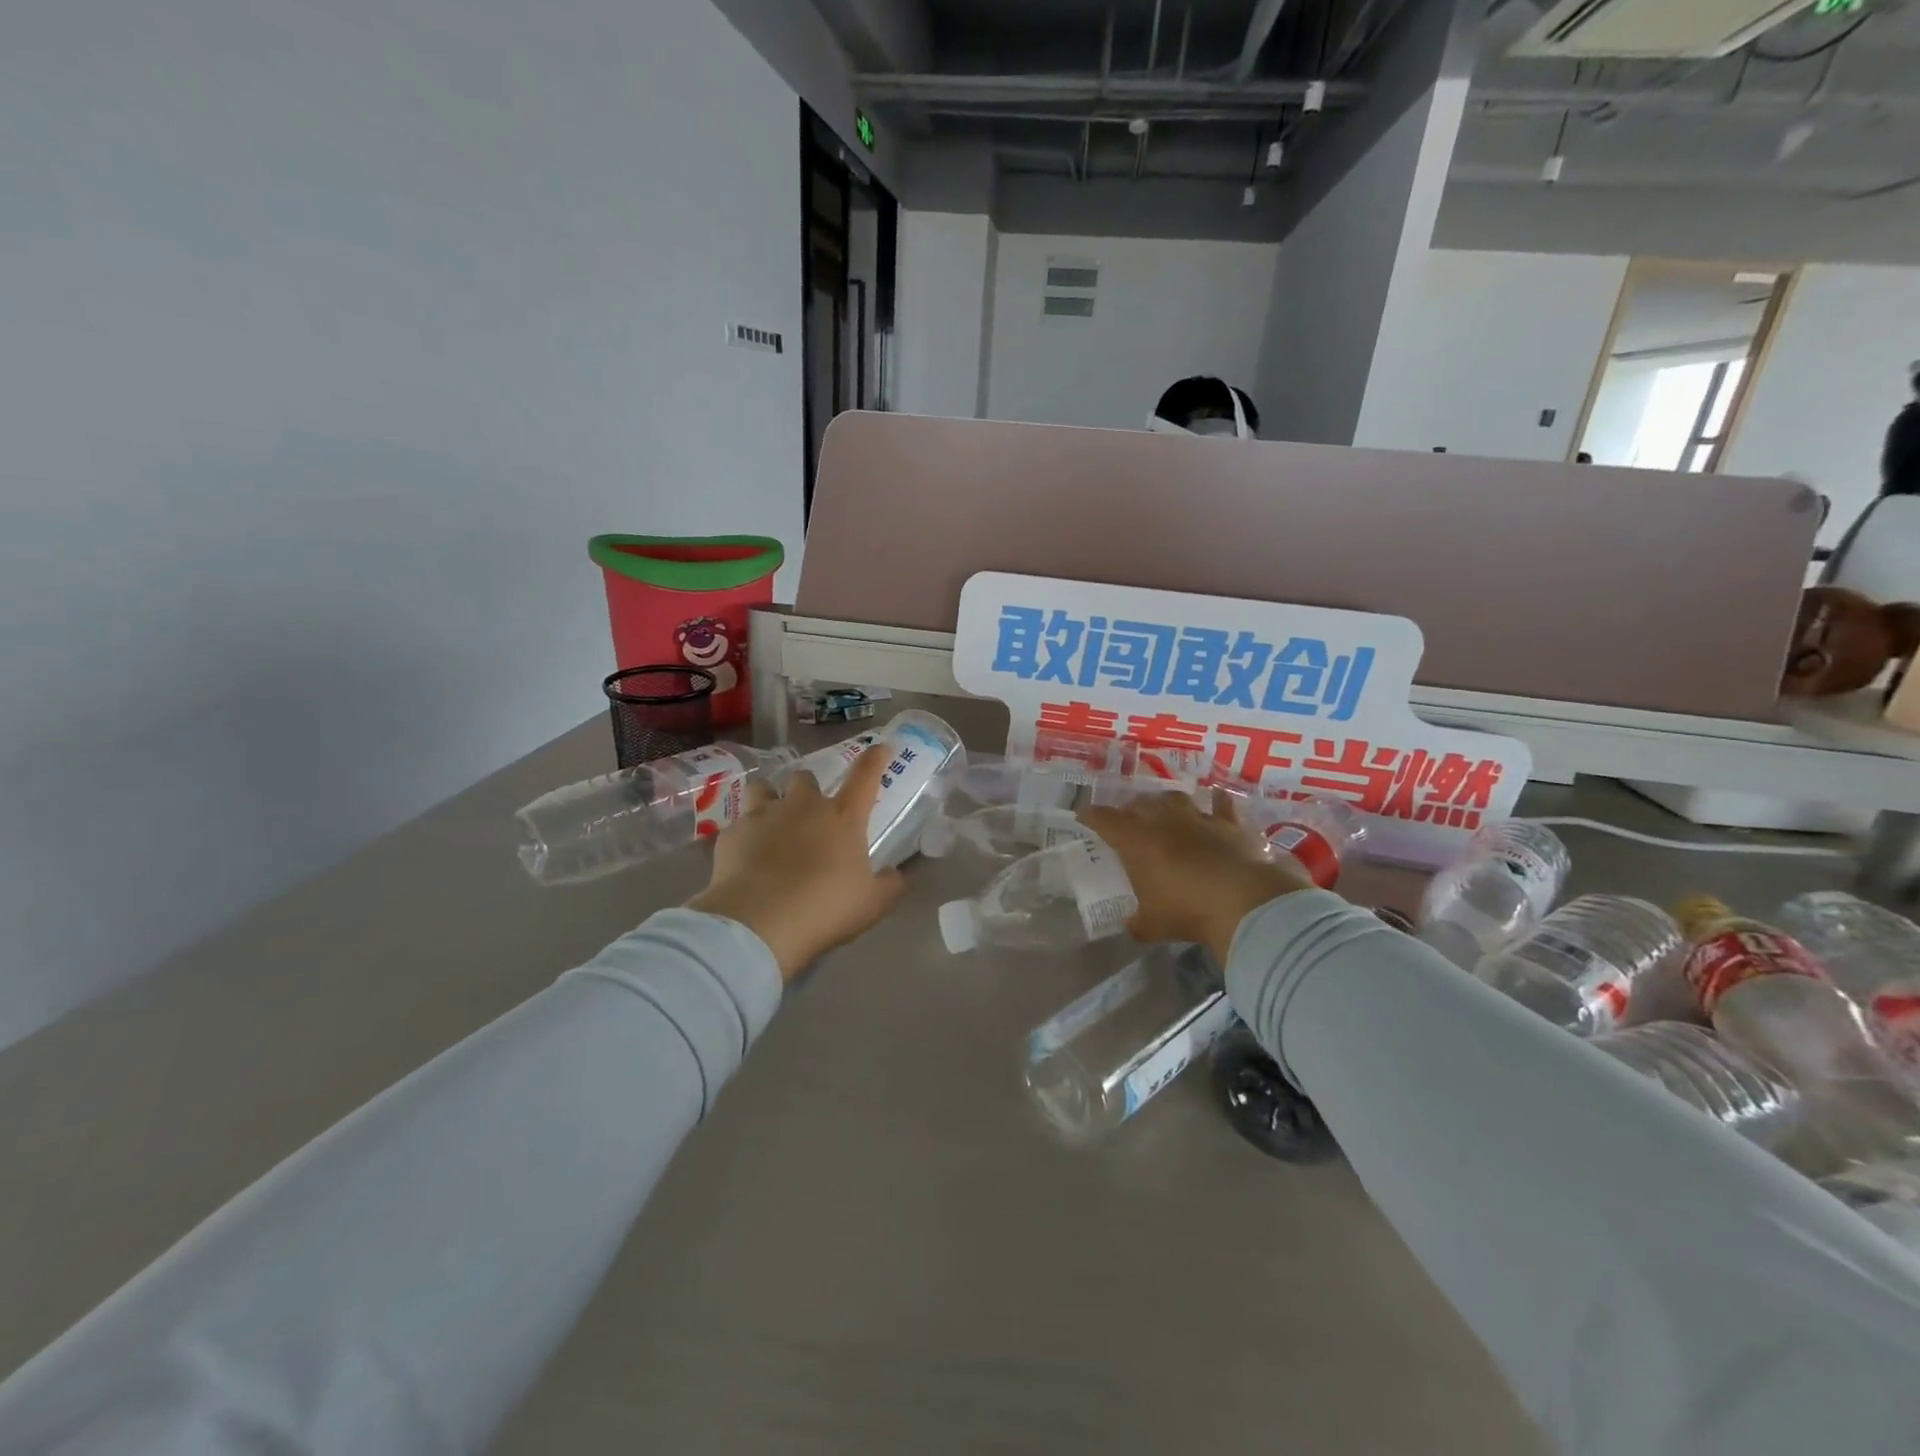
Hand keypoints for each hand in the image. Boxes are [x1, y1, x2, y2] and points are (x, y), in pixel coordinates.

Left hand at [687, 746, 905, 980]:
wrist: (758, 923)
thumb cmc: (826, 908)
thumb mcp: (873, 904)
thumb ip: (889, 884)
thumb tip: (895, 874)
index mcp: (843, 817)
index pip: (865, 776)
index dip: (875, 759)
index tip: (881, 748)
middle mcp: (803, 806)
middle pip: (805, 777)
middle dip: (808, 790)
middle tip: (810, 815)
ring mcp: (762, 816)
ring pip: (763, 788)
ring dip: (769, 798)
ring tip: (771, 823)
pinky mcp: (731, 835)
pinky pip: (738, 826)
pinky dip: (744, 837)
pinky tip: (745, 859)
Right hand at [1078, 789, 1311, 965]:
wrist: (1243, 903)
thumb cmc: (1187, 911)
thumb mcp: (1153, 925)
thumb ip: (1138, 923)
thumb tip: (1132, 926)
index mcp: (1136, 842)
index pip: (1106, 820)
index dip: (1092, 816)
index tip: (1083, 815)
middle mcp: (1164, 822)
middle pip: (1140, 804)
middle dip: (1130, 809)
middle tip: (1126, 818)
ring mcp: (1199, 820)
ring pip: (1175, 799)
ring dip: (1165, 801)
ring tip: (1162, 807)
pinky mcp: (1230, 826)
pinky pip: (1222, 806)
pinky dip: (1218, 801)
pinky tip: (1218, 797)